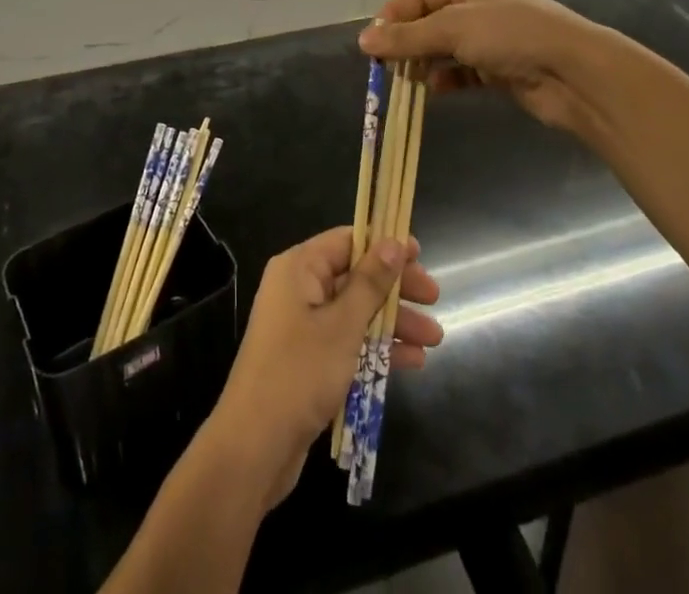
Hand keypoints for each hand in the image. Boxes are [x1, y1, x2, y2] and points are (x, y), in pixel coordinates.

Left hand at [208, 227, 440, 507]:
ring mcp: (303, 326)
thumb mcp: (342, 325)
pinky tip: (413, 361)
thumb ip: (370, 283)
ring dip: (393, 322)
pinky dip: (377, 348)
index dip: (384, 245)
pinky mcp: (309, 359)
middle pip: (355, 276)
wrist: (254, 447)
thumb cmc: (299, 373)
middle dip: (395, 288)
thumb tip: (393, 242)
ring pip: (356, 312)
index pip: (347, 241)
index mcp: (299, 268)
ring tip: (434, 338)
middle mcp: (299, 289)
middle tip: (434, 298)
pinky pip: (349, 341)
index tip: (419, 254)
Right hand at [357, 0, 609, 134]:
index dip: (393, 15)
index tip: (372, 43)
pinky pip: (464, 71)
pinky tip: (434, 90)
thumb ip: (407, 36)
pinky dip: (447, 79)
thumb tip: (364, 40)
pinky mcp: (502, 68)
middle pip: (431, 20)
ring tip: (405, 81)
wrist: (572, 72)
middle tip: (385, 66)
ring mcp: (493, 37)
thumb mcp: (452, 28)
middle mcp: (481, 4)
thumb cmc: (510, 34)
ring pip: (447, 47)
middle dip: (407, 42)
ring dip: (425, 62)